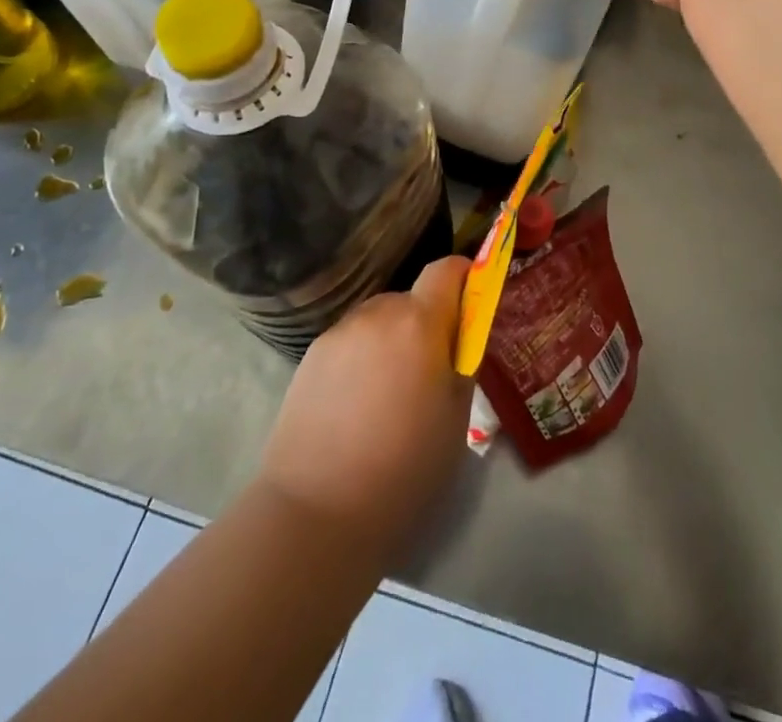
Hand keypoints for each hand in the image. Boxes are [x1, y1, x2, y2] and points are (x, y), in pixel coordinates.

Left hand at [256, 257, 471, 554]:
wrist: (315, 512)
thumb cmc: (403, 468)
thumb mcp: (457, 417)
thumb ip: (462, 363)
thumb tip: (459, 339)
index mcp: (419, 323)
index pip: (446, 269)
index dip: (463, 276)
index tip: (471, 300)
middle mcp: (377, 314)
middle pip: (411, 298)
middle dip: (426, 321)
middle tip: (430, 370)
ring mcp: (339, 332)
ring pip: (378, 320)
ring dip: (392, 339)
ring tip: (388, 394)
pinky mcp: (310, 356)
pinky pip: (350, 342)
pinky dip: (362, 358)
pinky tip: (356, 406)